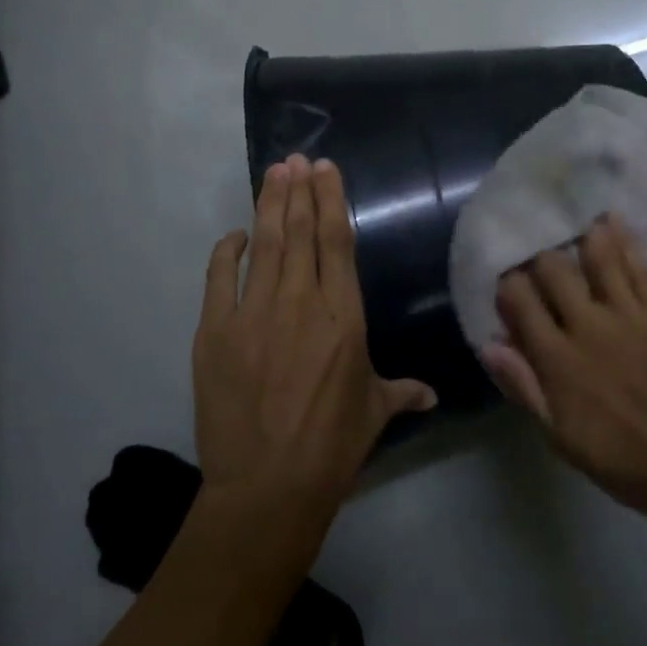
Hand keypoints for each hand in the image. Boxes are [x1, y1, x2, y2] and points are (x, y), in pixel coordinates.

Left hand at [192, 155, 436, 525]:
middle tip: (296, 159)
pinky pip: (220, 278)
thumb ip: (402, 392)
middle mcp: (301, 302)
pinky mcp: (215, 331)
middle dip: (299, 190)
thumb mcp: (374, 411)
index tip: (325, 169)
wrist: (267, 486)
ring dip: (269, 204)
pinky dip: (227, 251)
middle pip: (301, 231)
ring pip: (265, 244)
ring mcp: (254, 313)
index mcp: (344, 315)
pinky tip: (235, 234)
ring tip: (273, 173)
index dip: (331, 200)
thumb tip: (431, 395)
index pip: (337, 242)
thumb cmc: (332, 445)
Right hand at [482, 214, 646, 530]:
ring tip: (572, 224)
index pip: (520, 301)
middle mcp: (590, 326)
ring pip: (598, 257)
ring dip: (580, 238)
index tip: (506, 283)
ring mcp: (631, 315)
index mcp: (559, 360)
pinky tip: (612, 220)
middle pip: (554, 270)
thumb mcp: (560, 437)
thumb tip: (490, 346)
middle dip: (539, 259)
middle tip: (539, 260)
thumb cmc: (620, 458)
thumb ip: (524, 388)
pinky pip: (640, 267)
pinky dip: (624, 240)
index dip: (507, 285)